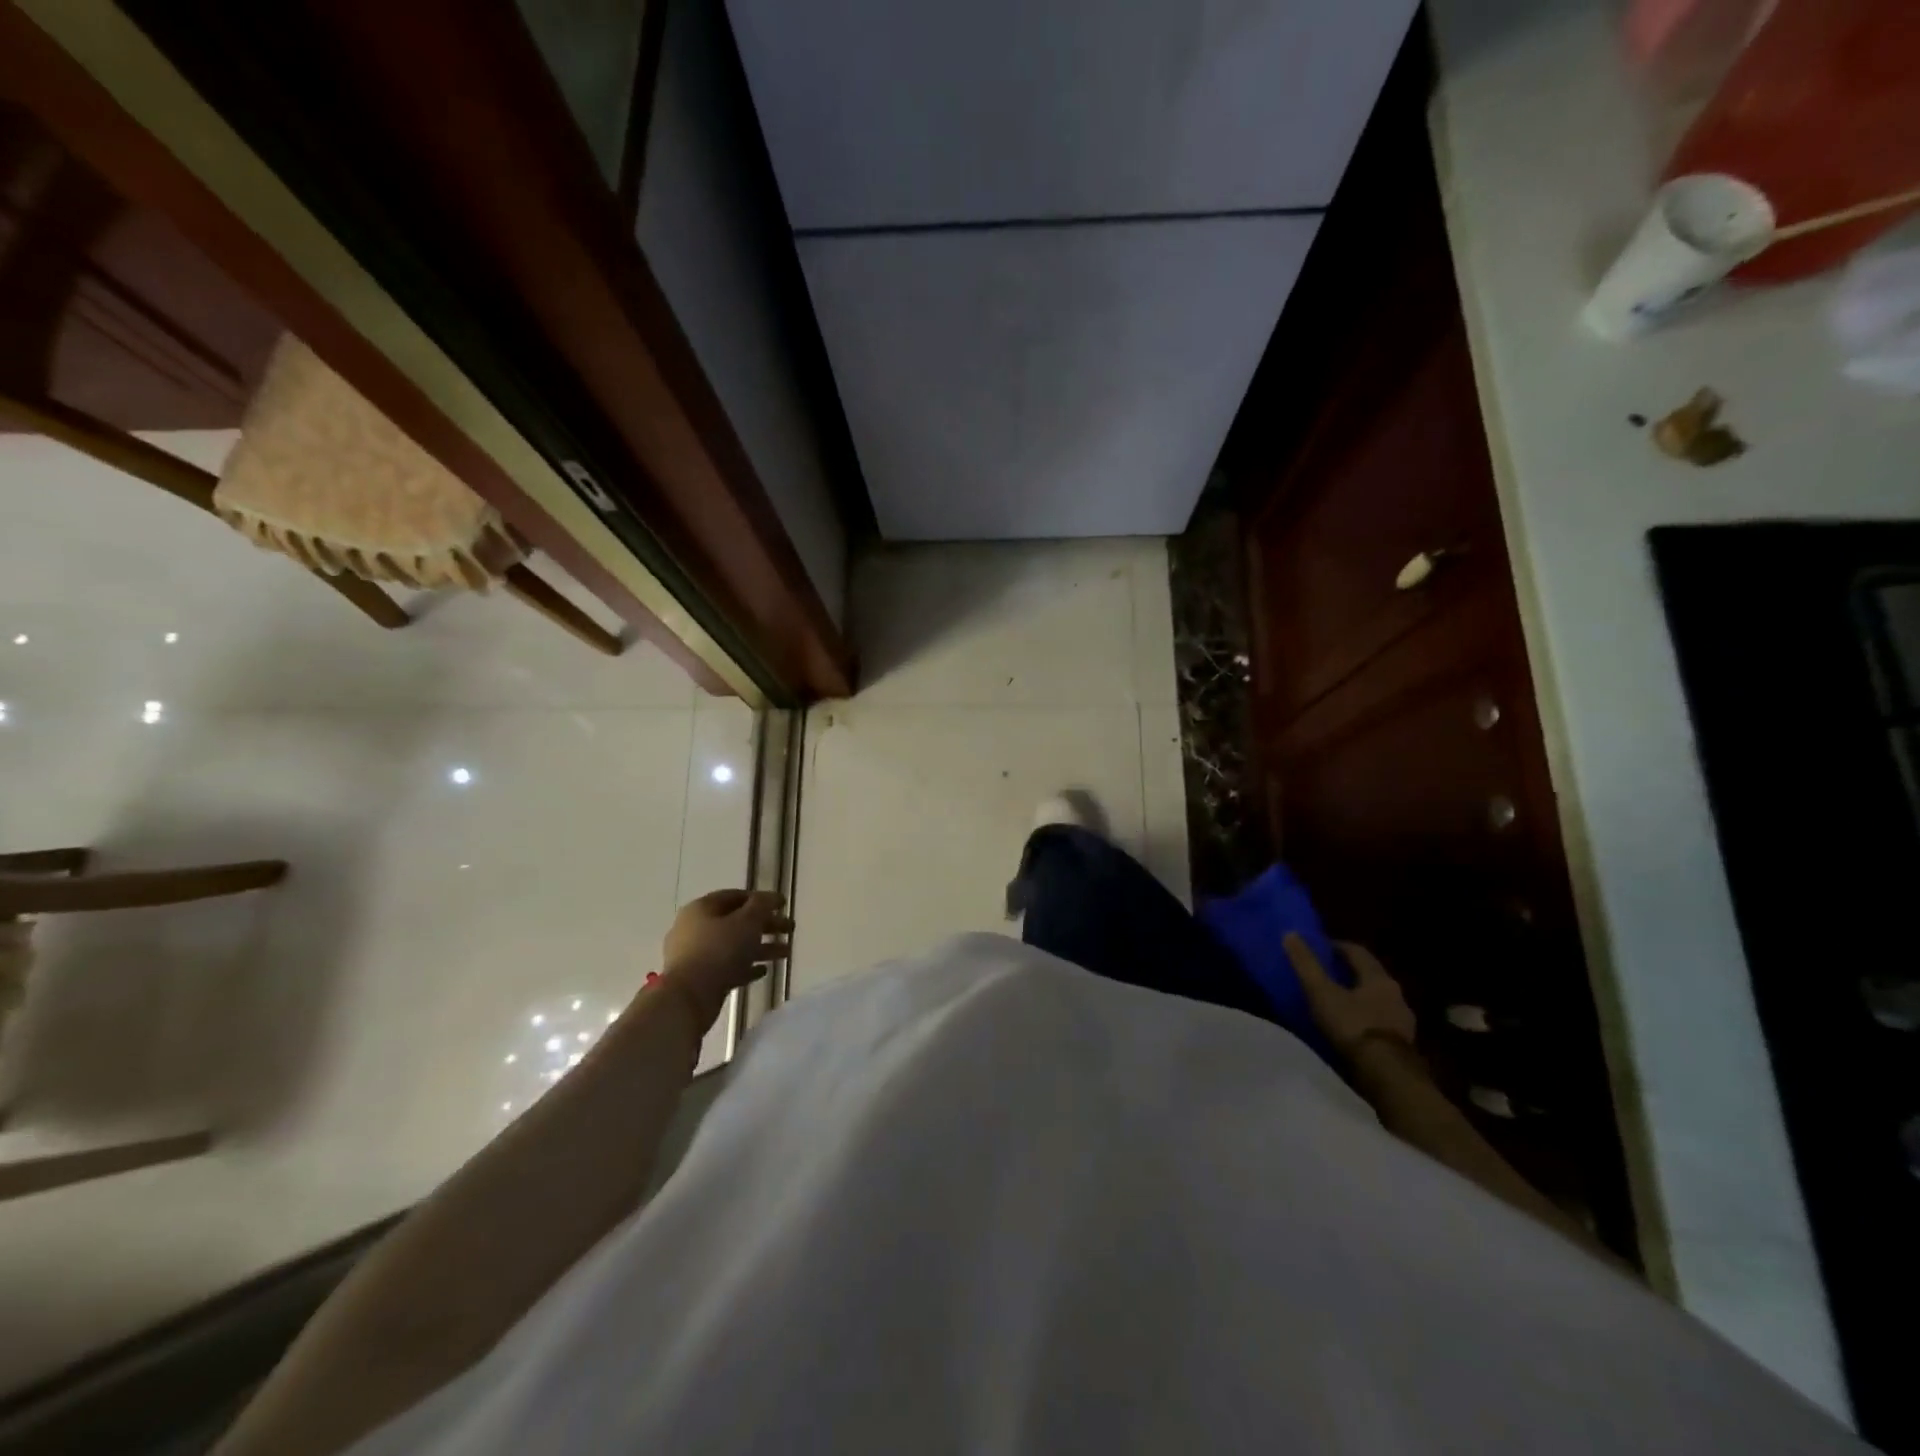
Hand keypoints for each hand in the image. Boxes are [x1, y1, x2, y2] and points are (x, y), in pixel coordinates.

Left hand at [659, 890, 790, 1031]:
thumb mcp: (747, 922)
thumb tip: (771, 897)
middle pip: (736, 921)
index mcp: (702, 909)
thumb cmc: (719, 951)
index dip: (761, 898)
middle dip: (766, 925)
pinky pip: (728, 967)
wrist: (688, 998)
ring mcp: (695, 955)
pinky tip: (765, 971)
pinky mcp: (700, 979)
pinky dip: (747, 967)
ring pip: (734, 946)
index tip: (783, 905)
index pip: (734, 896)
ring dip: (761, 947)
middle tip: (790, 929)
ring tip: (786, 953)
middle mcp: (695, 928)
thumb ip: (762, 905)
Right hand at [1285, 934, 1415, 1060]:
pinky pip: (1380, 1022)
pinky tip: (1350, 1028)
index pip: (1358, 952)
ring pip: (1377, 1000)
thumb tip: (1290, 933)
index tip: (1319, 948)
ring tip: (1335, 1002)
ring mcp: (1402, 1021)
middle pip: (1370, 975)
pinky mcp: (1402, 1044)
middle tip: (1324, 973)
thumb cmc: (1353, 1026)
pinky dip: (1364, 1019)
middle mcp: (1396, 995)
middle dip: (1348, 972)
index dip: (1337, 947)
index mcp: (1379, 978)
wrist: (1387, 1075)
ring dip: (1358, 997)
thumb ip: (1306, 964)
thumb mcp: (1322, 992)